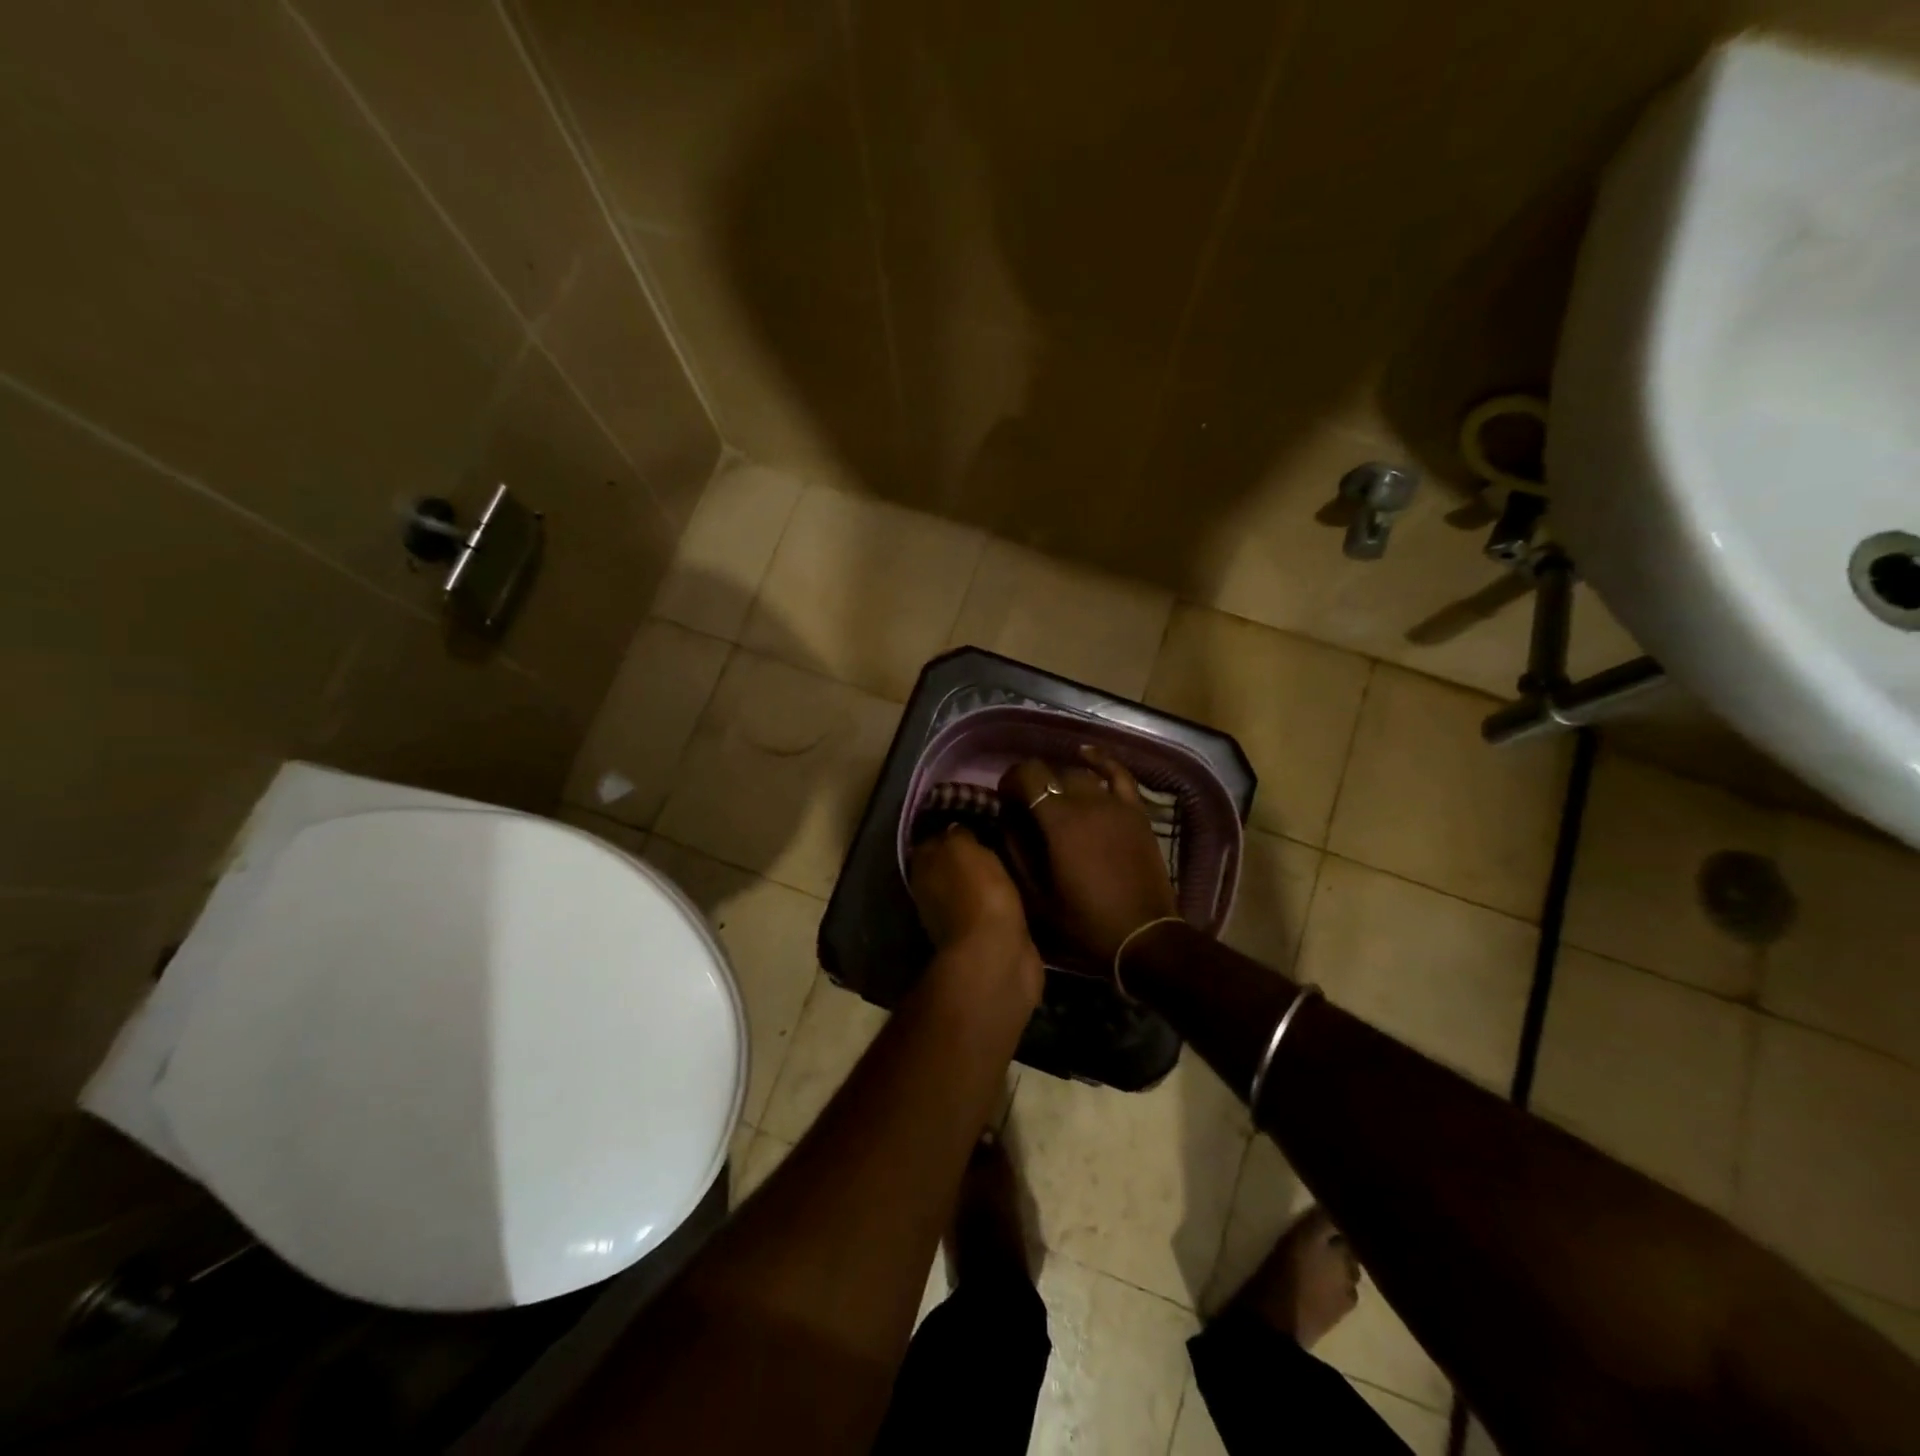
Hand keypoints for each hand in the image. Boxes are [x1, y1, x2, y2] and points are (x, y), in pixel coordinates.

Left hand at [909, 826, 1042, 1003]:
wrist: (997, 954)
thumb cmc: (977, 893)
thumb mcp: (962, 848)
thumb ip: (956, 834)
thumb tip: (955, 827)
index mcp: (924, 869)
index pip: (932, 839)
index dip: (951, 826)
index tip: (976, 812)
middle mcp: (933, 893)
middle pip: (951, 864)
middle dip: (970, 852)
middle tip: (999, 832)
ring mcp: (957, 918)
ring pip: (972, 885)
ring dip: (987, 875)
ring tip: (1014, 855)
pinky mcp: (984, 936)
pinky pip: (993, 905)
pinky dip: (1002, 897)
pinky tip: (1020, 884)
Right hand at [999, 746, 1179, 970]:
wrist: (1143, 936)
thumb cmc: (1085, 921)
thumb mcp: (1038, 897)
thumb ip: (1017, 853)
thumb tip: (1005, 822)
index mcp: (1059, 822)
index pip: (1028, 776)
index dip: (1010, 781)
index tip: (1004, 800)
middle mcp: (1087, 802)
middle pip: (1052, 772)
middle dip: (1033, 783)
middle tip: (1025, 807)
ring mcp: (1115, 804)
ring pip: (1080, 774)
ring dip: (1060, 780)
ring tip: (1053, 798)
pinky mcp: (1136, 811)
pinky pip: (1118, 774)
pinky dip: (1101, 761)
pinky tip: (1085, 755)